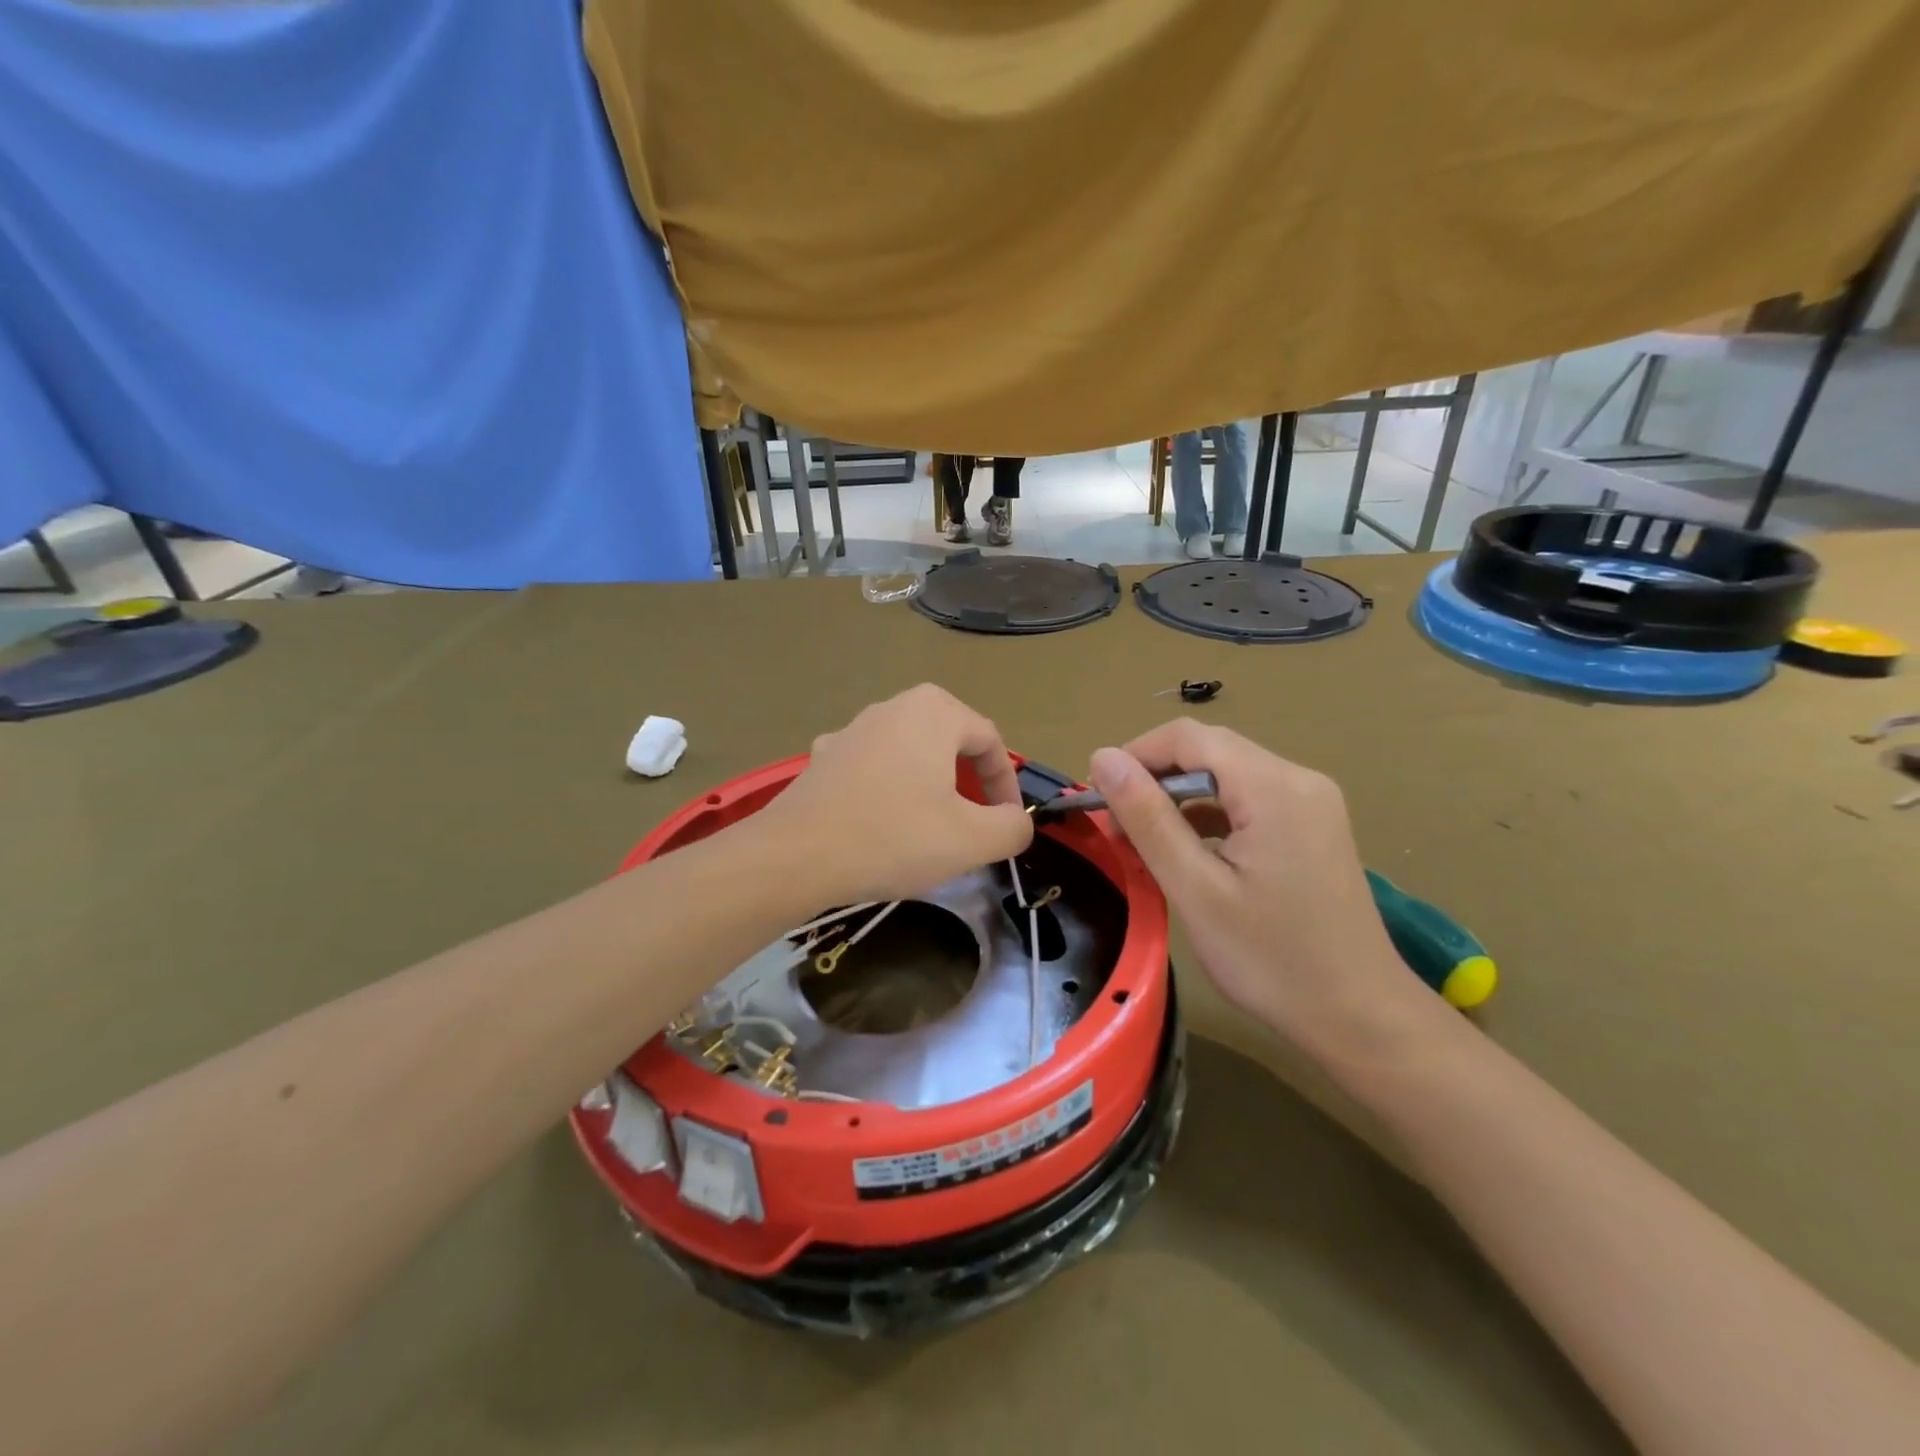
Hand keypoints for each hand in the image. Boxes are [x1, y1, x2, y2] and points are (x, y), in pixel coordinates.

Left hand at [767, 685, 1033, 903]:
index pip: (990, 741)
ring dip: (931, 786)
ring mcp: (852, 729)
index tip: (1007, 824)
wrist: (795, 856)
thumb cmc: (893, 838)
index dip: (1006, 784)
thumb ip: (1012, 827)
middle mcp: (892, 706)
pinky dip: (890, 790)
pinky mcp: (824, 757)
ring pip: (910, 753)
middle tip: (974, 822)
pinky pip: (873, 767)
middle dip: (969, 782)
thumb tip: (1017, 822)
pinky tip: (882, 821)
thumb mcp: (971, 839)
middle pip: (950, 741)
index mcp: (934, 711)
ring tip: (932, 827)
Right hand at [1087, 720, 1428, 1062]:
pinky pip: (1248, 801)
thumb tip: (1103, 758)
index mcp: (1273, 787)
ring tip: (1142, 843)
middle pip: (1210, 752)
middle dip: (1155, 780)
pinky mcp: (1312, 827)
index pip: (1189, 737)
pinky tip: (1187, 852)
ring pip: (1227, 776)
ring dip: (1179, 799)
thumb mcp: (1195, 889)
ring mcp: (1311, 803)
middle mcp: (1298, 779)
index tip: (1097, 796)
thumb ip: (1148, 818)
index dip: (1135, 755)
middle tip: (1115, 827)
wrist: (1359, 1017)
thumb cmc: (1271, 959)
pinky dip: (1209, 816)